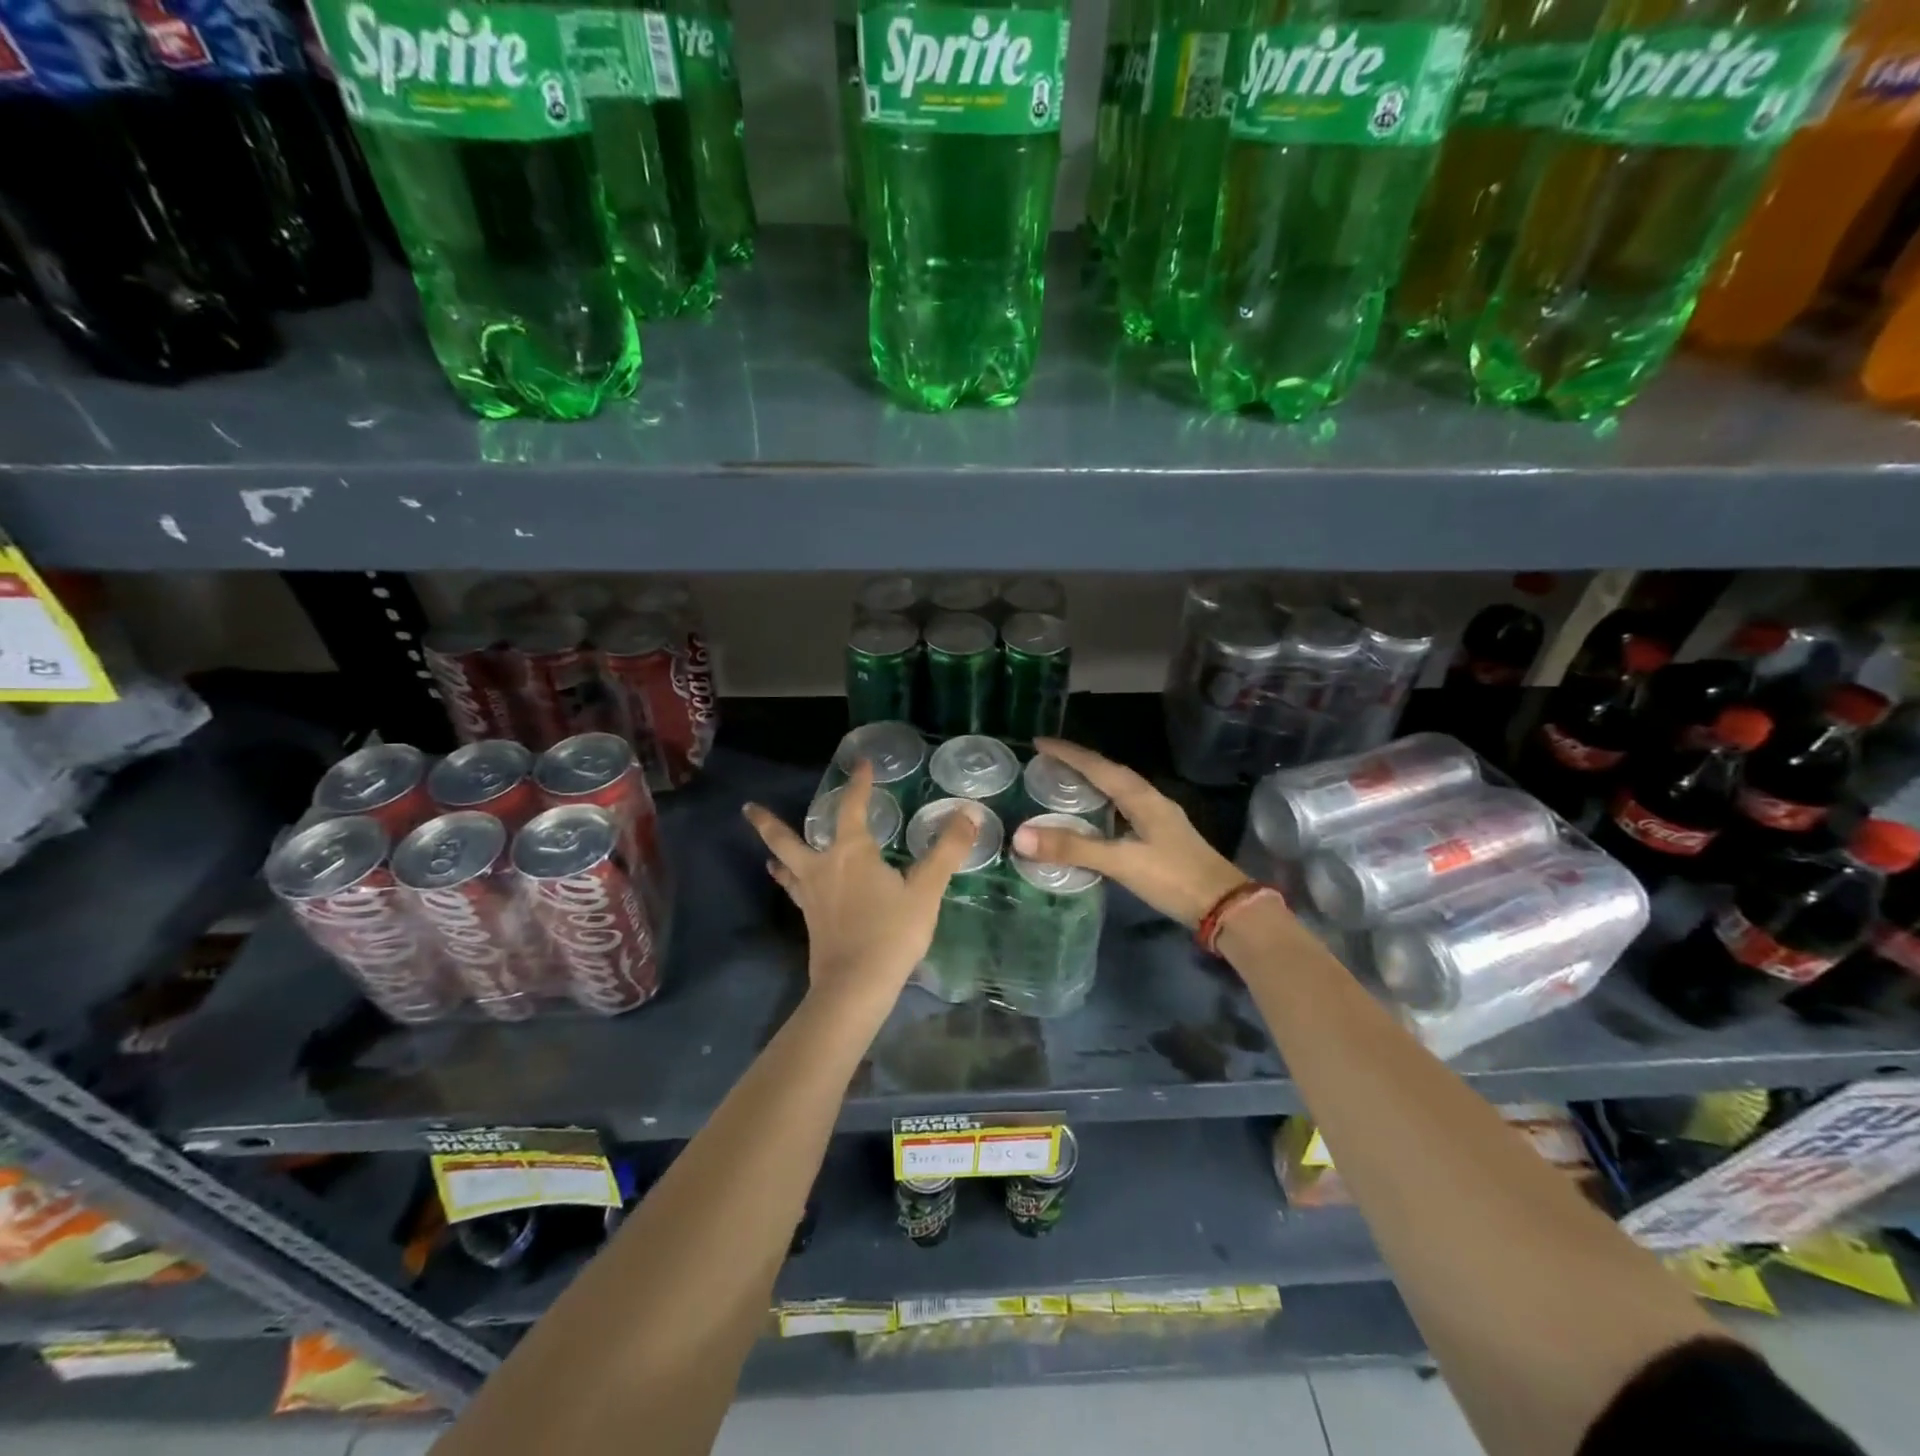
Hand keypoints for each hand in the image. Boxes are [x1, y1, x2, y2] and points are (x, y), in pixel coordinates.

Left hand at [743, 761, 976, 1011]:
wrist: (856, 986)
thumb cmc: (892, 933)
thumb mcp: (925, 891)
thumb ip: (946, 852)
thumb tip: (967, 815)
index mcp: (852, 853)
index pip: (852, 808)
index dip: (859, 784)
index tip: (861, 764)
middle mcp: (822, 867)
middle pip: (788, 839)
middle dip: (768, 823)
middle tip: (747, 808)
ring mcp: (810, 896)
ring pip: (786, 867)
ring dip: (776, 854)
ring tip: (768, 851)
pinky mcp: (810, 921)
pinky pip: (794, 892)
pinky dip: (790, 882)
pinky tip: (793, 887)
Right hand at [1010, 738, 1251, 927]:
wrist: (1225, 907)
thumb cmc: (1174, 878)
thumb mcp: (1121, 863)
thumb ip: (1073, 849)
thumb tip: (1020, 835)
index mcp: (1141, 797)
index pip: (1098, 766)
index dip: (1068, 753)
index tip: (1039, 742)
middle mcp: (1150, 800)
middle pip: (1109, 772)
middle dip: (1078, 763)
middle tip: (1046, 761)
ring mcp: (1158, 818)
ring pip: (1118, 790)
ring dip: (1092, 783)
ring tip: (1063, 783)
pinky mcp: (1161, 837)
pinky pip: (1124, 809)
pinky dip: (1103, 805)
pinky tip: (1092, 818)